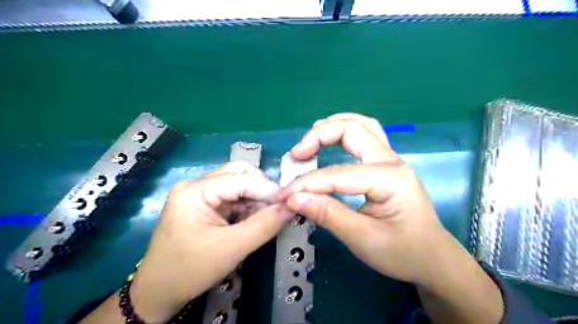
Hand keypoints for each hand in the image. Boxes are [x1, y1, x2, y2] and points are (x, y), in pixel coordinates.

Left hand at [130, 162, 293, 321]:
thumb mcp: (231, 248)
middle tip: (279, 207)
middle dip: (261, 189)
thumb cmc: (190, 270)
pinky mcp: (206, 206)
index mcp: (195, 190)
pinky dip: (248, 208)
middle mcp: (197, 185)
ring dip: (256, 200)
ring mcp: (200, 195)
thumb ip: (264, 225)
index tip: (291, 201)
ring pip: (239, 186)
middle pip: (238, 174)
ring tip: (269, 218)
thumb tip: (292, 208)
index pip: (240, 178)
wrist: (158, 294)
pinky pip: (234, 199)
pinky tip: (255, 222)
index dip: (268, 188)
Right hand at [275, 113, 455, 283]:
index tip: (283, 195)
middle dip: (318, 136)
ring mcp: (391, 158)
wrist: (433, 258)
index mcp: (389, 179)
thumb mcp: (362, 239)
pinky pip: (365, 134)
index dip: (306, 183)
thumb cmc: (403, 252)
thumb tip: (293, 198)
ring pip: (360, 124)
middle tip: (297, 155)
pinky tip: (330, 141)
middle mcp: (391, 160)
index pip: (338, 174)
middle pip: (352, 128)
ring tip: (309, 142)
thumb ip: (328, 215)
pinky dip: (343, 132)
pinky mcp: (386, 163)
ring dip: (332, 127)